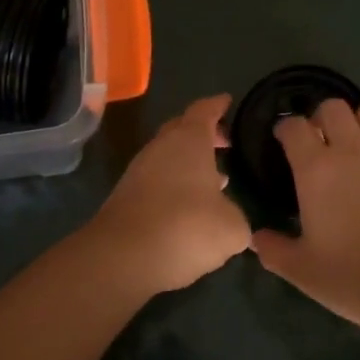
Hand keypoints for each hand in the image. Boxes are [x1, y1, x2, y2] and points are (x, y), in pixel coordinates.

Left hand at [85, 95, 249, 295]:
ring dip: (188, 163)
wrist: (121, 258)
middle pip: (182, 129)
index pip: (205, 110)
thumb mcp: (231, 228)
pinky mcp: (126, 196)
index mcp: (189, 140)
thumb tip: (233, 219)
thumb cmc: (185, 227)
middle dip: (204, 133)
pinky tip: (188, 207)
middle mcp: (161, 147)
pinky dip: (174, 185)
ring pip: (168, 156)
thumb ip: (238, 217)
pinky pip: (156, 180)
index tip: (228, 102)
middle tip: (225, 143)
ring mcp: (139, 171)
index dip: (218, 105)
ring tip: (214, 180)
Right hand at [251, 99, 359, 331]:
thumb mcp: (302, 271)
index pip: (293, 127)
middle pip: (333, 107)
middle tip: (323, 142)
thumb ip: (274, 250)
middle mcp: (352, 149)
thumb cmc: (354, 278)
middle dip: (323, 118)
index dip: (286, 129)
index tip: (284, 140)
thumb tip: (256, 238)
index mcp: (316, 169)